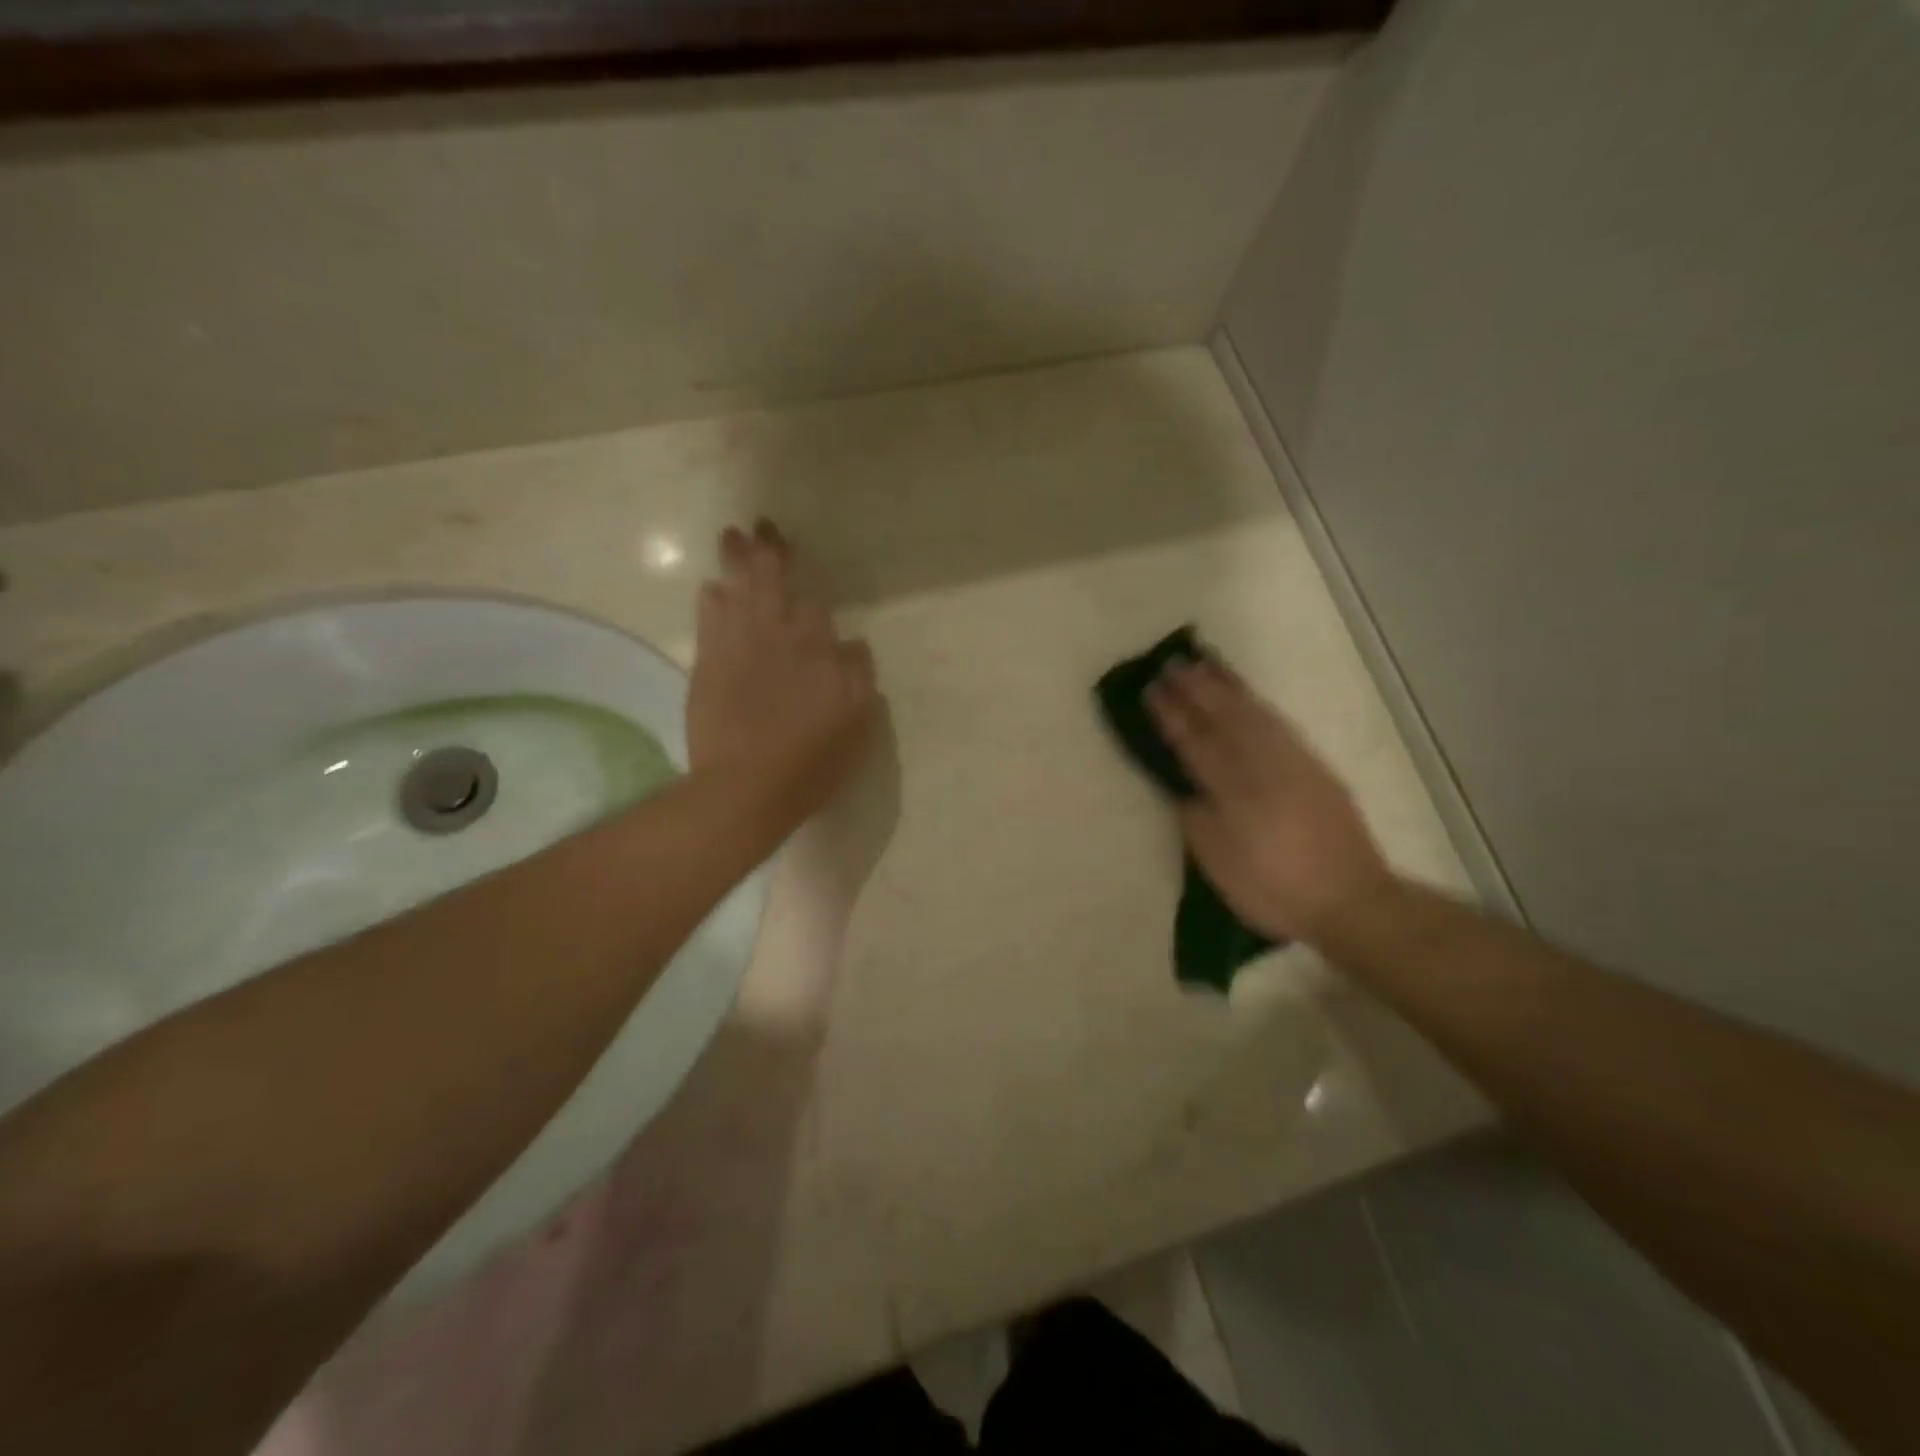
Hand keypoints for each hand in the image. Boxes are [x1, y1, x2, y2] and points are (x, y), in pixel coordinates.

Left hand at [688, 520, 879, 823]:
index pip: (817, 606)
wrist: (748, 786)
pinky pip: (709, 619)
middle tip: (762, 526)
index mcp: (820, 652)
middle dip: (770, 553)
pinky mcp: (709, 664)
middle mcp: (781, 638)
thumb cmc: (811, 762)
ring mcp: (741, 647)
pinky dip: (711, 600)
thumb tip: (852, 645)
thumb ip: (858, 678)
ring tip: (733, 536)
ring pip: (740, 591)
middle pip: (775, 584)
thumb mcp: (857, 725)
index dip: (809, 588)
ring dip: (737, 562)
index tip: (804, 574)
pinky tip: (710, 587)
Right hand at [1148, 657, 1392, 942]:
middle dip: (1196, 688)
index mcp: (1232, 790)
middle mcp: (1262, 765)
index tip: (1151, 689)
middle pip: (1224, 717)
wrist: (1350, 899)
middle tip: (1173, 663)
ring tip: (1206, 665)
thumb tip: (1184, 789)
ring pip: (1254, 713)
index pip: (1194, 742)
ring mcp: (1292, 762)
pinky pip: (1278, 723)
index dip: (1171, 715)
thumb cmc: (1272, 888)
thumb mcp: (1219, 863)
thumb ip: (1196, 819)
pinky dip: (1257, 704)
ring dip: (1227, 687)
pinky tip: (1248, 697)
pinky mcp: (1314, 767)